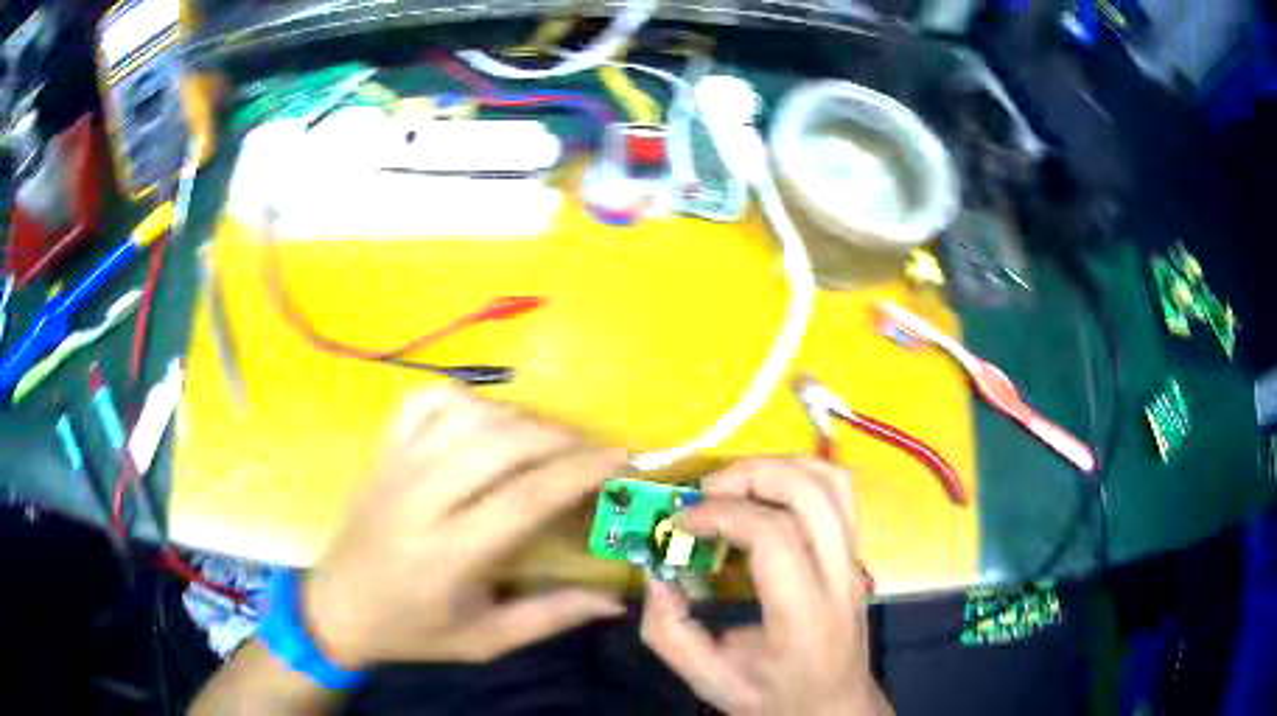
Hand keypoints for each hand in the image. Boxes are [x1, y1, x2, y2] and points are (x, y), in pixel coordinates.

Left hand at [303, 386, 627, 667]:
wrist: (338, 607)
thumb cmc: (414, 631)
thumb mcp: (485, 641)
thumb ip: (550, 617)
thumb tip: (613, 599)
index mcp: (447, 555)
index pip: (523, 498)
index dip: (577, 472)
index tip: (619, 457)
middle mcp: (419, 500)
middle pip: (500, 444)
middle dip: (559, 438)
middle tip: (593, 450)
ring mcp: (396, 467)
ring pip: (467, 414)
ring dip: (519, 418)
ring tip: (546, 441)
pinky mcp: (383, 451)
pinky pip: (425, 402)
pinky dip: (466, 398)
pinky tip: (485, 420)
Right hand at [641, 458, 892, 715]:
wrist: (834, 707)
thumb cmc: (774, 698)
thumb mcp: (709, 678)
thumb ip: (669, 630)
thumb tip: (655, 572)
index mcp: (805, 616)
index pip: (775, 536)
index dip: (722, 516)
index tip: (680, 524)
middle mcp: (840, 579)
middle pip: (811, 493)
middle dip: (751, 475)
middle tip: (706, 492)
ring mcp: (855, 560)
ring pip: (832, 482)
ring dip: (778, 467)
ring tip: (734, 486)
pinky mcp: (855, 552)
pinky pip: (838, 492)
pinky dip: (799, 474)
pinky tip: (766, 493)